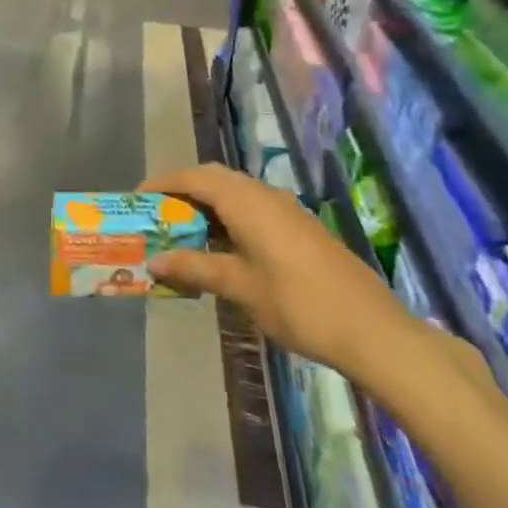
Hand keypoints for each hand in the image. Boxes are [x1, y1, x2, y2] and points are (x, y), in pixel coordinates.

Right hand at [140, 164, 414, 374]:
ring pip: (236, 194)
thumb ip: (195, 268)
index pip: (195, 177)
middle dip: (182, 192)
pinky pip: (253, 209)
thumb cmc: (298, 304)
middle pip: (215, 179)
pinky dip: (228, 219)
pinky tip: (221, 250)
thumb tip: (154, 261)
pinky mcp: (299, 228)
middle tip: (156, 216)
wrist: (371, 329)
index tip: (136, 200)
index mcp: (247, 201)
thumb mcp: (239, 286)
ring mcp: (286, 210)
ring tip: (181, 233)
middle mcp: (265, 195)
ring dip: (206, 207)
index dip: (163, 184)